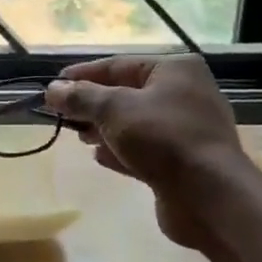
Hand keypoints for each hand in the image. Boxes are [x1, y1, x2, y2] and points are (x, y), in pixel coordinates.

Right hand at [44, 55, 250, 248]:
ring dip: (104, 129)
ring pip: (134, 123)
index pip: (118, 65)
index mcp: (175, 70)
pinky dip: (121, 151)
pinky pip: (144, 149)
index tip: (53, 86)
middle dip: (92, 105)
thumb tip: (52, 89)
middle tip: (61, 115)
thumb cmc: (162, 138)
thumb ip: (81, 97)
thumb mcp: (114, 109)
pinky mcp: (183, 161)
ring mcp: (186, 130)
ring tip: (79, 137)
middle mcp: (185, 94)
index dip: (82, 75)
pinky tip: (99, 157)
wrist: (209, 196)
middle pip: (126, 93)